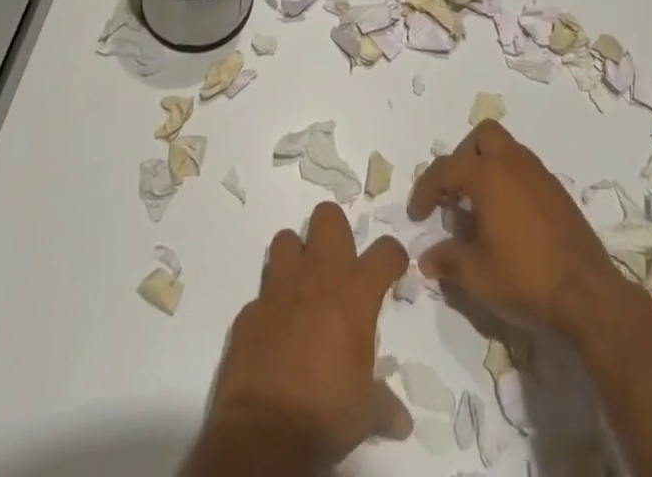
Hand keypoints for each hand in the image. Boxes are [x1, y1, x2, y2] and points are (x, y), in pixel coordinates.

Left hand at [205, 203, 411, 466]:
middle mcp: (317, 277)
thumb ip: (383, 404)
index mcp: (354, 294)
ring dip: (295, 257)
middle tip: (338, 264)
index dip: (392, 257)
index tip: (392, 269)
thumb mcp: (364, 413)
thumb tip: (402, 421)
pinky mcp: (249, 310)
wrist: (264, 434)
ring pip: (286, 240)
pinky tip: (274, 331)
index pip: (385, 252)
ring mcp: (278, 289)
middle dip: (334, 232)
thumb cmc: (325, 414)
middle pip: (327, 217)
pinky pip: (261, 293)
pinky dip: (269, 306)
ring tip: (301, 287)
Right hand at [409, 119, 621, 338]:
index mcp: (488, 174)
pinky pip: (524, 171)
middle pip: (482, 137)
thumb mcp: (476, 275)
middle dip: (463, 158)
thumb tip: (427, 258)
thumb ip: (447, 260)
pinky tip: (507, 219)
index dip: (425, 190)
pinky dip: (509, 183)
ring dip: (488, 168)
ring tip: (479, 208)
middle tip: (455, 192)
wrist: (588, 293)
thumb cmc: (525, 278)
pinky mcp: (558, 192)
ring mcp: (539, 174)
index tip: (417, 216)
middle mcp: (513, 162)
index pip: (445, 169)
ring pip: (506, 150)